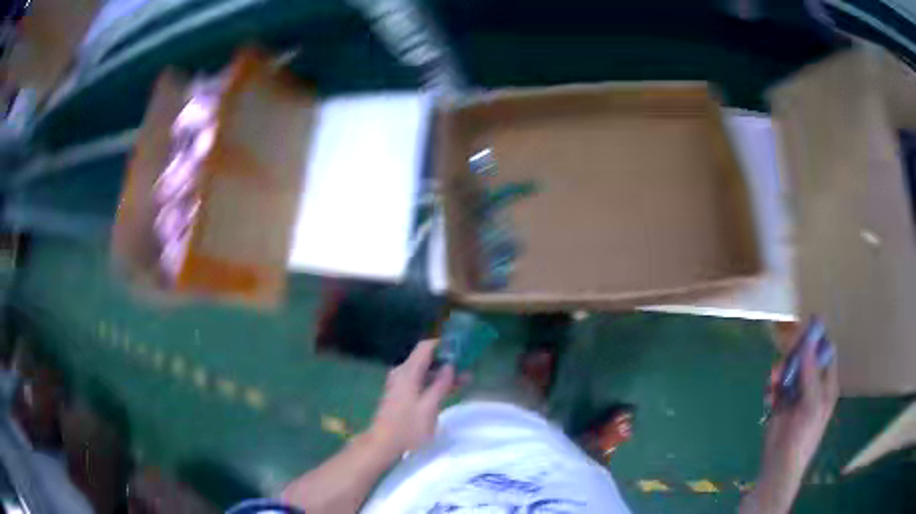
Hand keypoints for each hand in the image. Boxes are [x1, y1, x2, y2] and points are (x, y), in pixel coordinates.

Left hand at [365, 340, 455, 461]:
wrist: (383, 444)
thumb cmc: (407, 427)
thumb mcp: (429, 407)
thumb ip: (441, 384)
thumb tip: (451, 366)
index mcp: (407, 372)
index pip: (425, 347)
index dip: (444, 344)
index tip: (462, 348)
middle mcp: (402, 373)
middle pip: (426, 359)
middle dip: (447, 360)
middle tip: (468, 365)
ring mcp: (401, 385)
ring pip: (424, 371)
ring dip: (443, 374)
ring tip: (466, 379)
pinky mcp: (401, 395)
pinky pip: (420, 382)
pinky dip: (435, 383)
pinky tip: (450, 389)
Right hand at [743, 327, 838, 513]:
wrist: (780, 466)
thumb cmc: (803, 437)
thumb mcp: (812, 405)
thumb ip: (811, 374)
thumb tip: (807, 342)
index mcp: (827, 385)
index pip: (826, 353)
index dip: (817, 339)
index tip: (804, 327)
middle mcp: (813, 386)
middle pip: (806, 358)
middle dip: (795, 355)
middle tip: (785, 354)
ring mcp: (797, 395)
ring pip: (790, 370)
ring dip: (781, 371)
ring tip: (774, 379)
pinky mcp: (782, 404)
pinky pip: (778, 385)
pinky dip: (772, 385)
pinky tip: (769, 393)